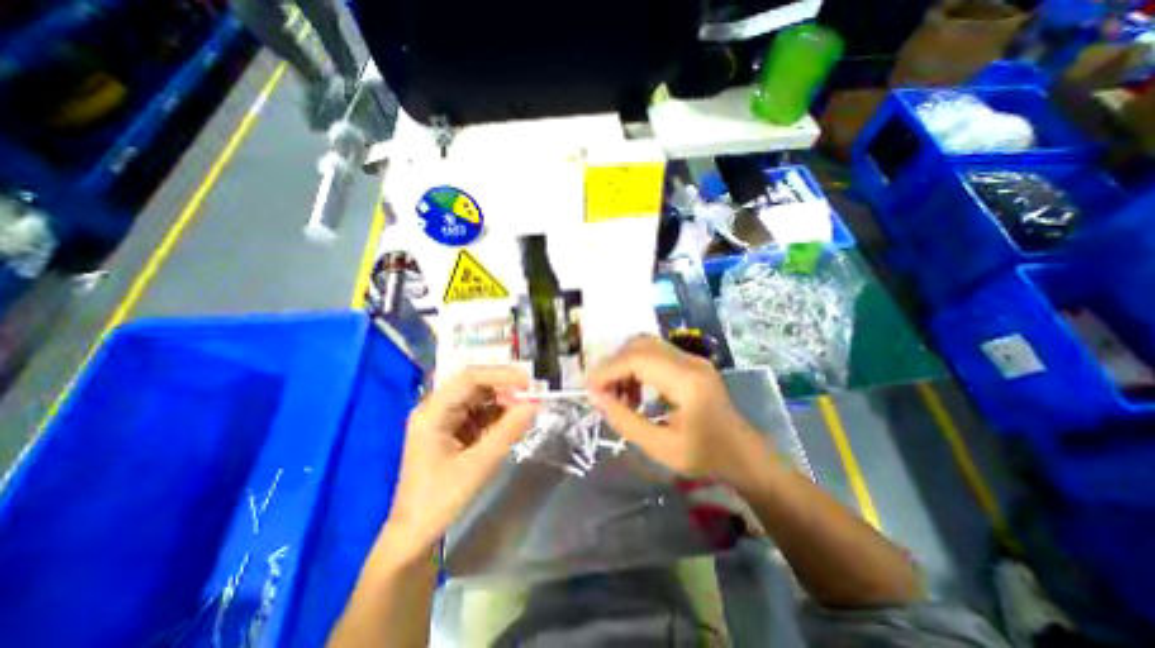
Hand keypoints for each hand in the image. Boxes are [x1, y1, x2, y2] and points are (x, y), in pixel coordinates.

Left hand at [382, 366, 539, 564]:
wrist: (415, 534)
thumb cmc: (440, 500)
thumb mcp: (478, 464)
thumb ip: (508, 430)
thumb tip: (534, 404)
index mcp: (432, 412)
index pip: (469, 378)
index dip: (501, 375)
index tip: (528, 381)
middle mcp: (436, 408)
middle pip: (474, 385)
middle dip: (504, 387)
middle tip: (532, 394)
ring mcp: (443, 419)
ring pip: (479, 398)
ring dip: (503, 401)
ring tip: (526, 408)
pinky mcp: (452, 430)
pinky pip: (479, 413)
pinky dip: (497, 415)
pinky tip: (513, 420)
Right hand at [590, 338, 769, 488]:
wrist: (743, 454)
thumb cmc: (705, 457)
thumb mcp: (660, 447)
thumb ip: (624, 420)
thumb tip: (595, 396)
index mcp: (687, 382)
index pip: (638, 359)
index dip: (608, 370)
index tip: (589, 390)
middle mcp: (690, 361)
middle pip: (640, 345)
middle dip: (614, 365)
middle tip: (602, 392)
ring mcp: (692, 359)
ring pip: (646, 346)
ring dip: (625, 364)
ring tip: (618, 395)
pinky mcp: (691, 363)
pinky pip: (655, 354)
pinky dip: (637, 367)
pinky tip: (635, 392)